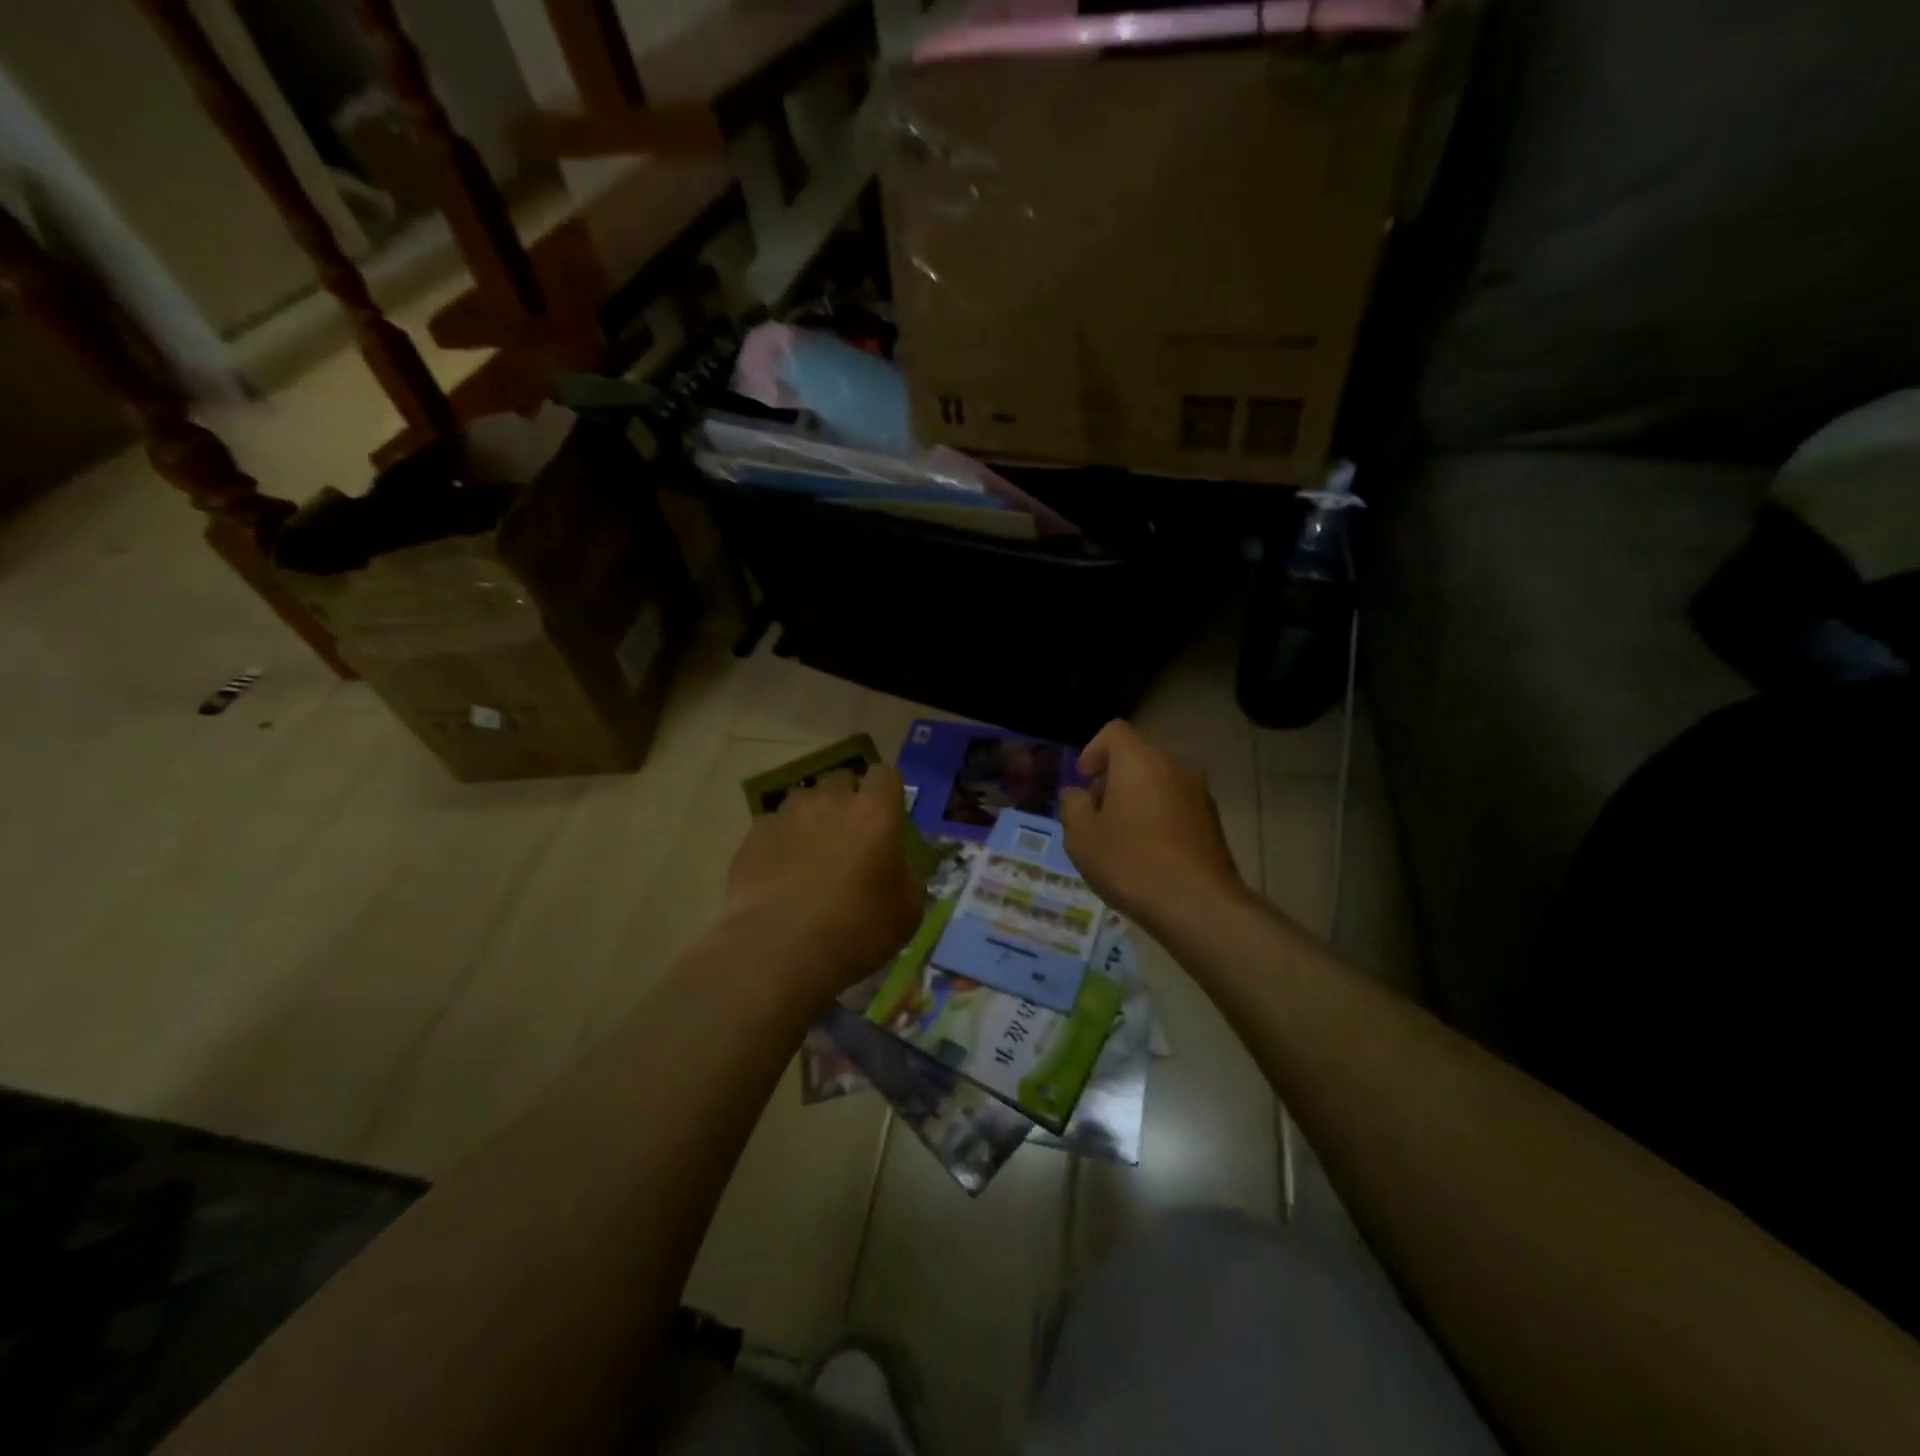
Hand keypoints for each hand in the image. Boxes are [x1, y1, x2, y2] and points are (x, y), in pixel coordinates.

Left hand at [723, 764, 924, 992]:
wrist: (780, 950)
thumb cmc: (857, 930)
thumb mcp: (908, 911)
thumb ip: (906, 876)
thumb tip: (897, 867)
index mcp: (874, 813)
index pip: (885, 775)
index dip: (886, 793)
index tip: (886, 817)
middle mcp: (830, 801)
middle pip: (841, 780)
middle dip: (846, 800)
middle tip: (848, 838)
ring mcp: (787, 814)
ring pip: (804, 801)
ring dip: (812, 819)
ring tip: (809, 857)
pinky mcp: (754, 835)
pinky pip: (774, 827)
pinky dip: (780, 842)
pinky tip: (780, 875)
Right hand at [1061, 720, 1246, 932]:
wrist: (1198, 905)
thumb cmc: (1130, 863)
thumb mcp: (1081, 837)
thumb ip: (1072, 806)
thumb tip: (1077, 795)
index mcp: (1140, 761)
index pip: (1114, 732)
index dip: (1093, 751)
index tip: (1083, 782)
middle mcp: (1174, 767)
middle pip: (1137, 758)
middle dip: (1112, 780)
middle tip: (1096, 816)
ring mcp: (1199, 794)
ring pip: (1158, 783)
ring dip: (1135, 800)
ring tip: (1120, 840)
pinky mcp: (1213, 821)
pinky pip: (1176, 806)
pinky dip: (1158, 818)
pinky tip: (1147, 855)